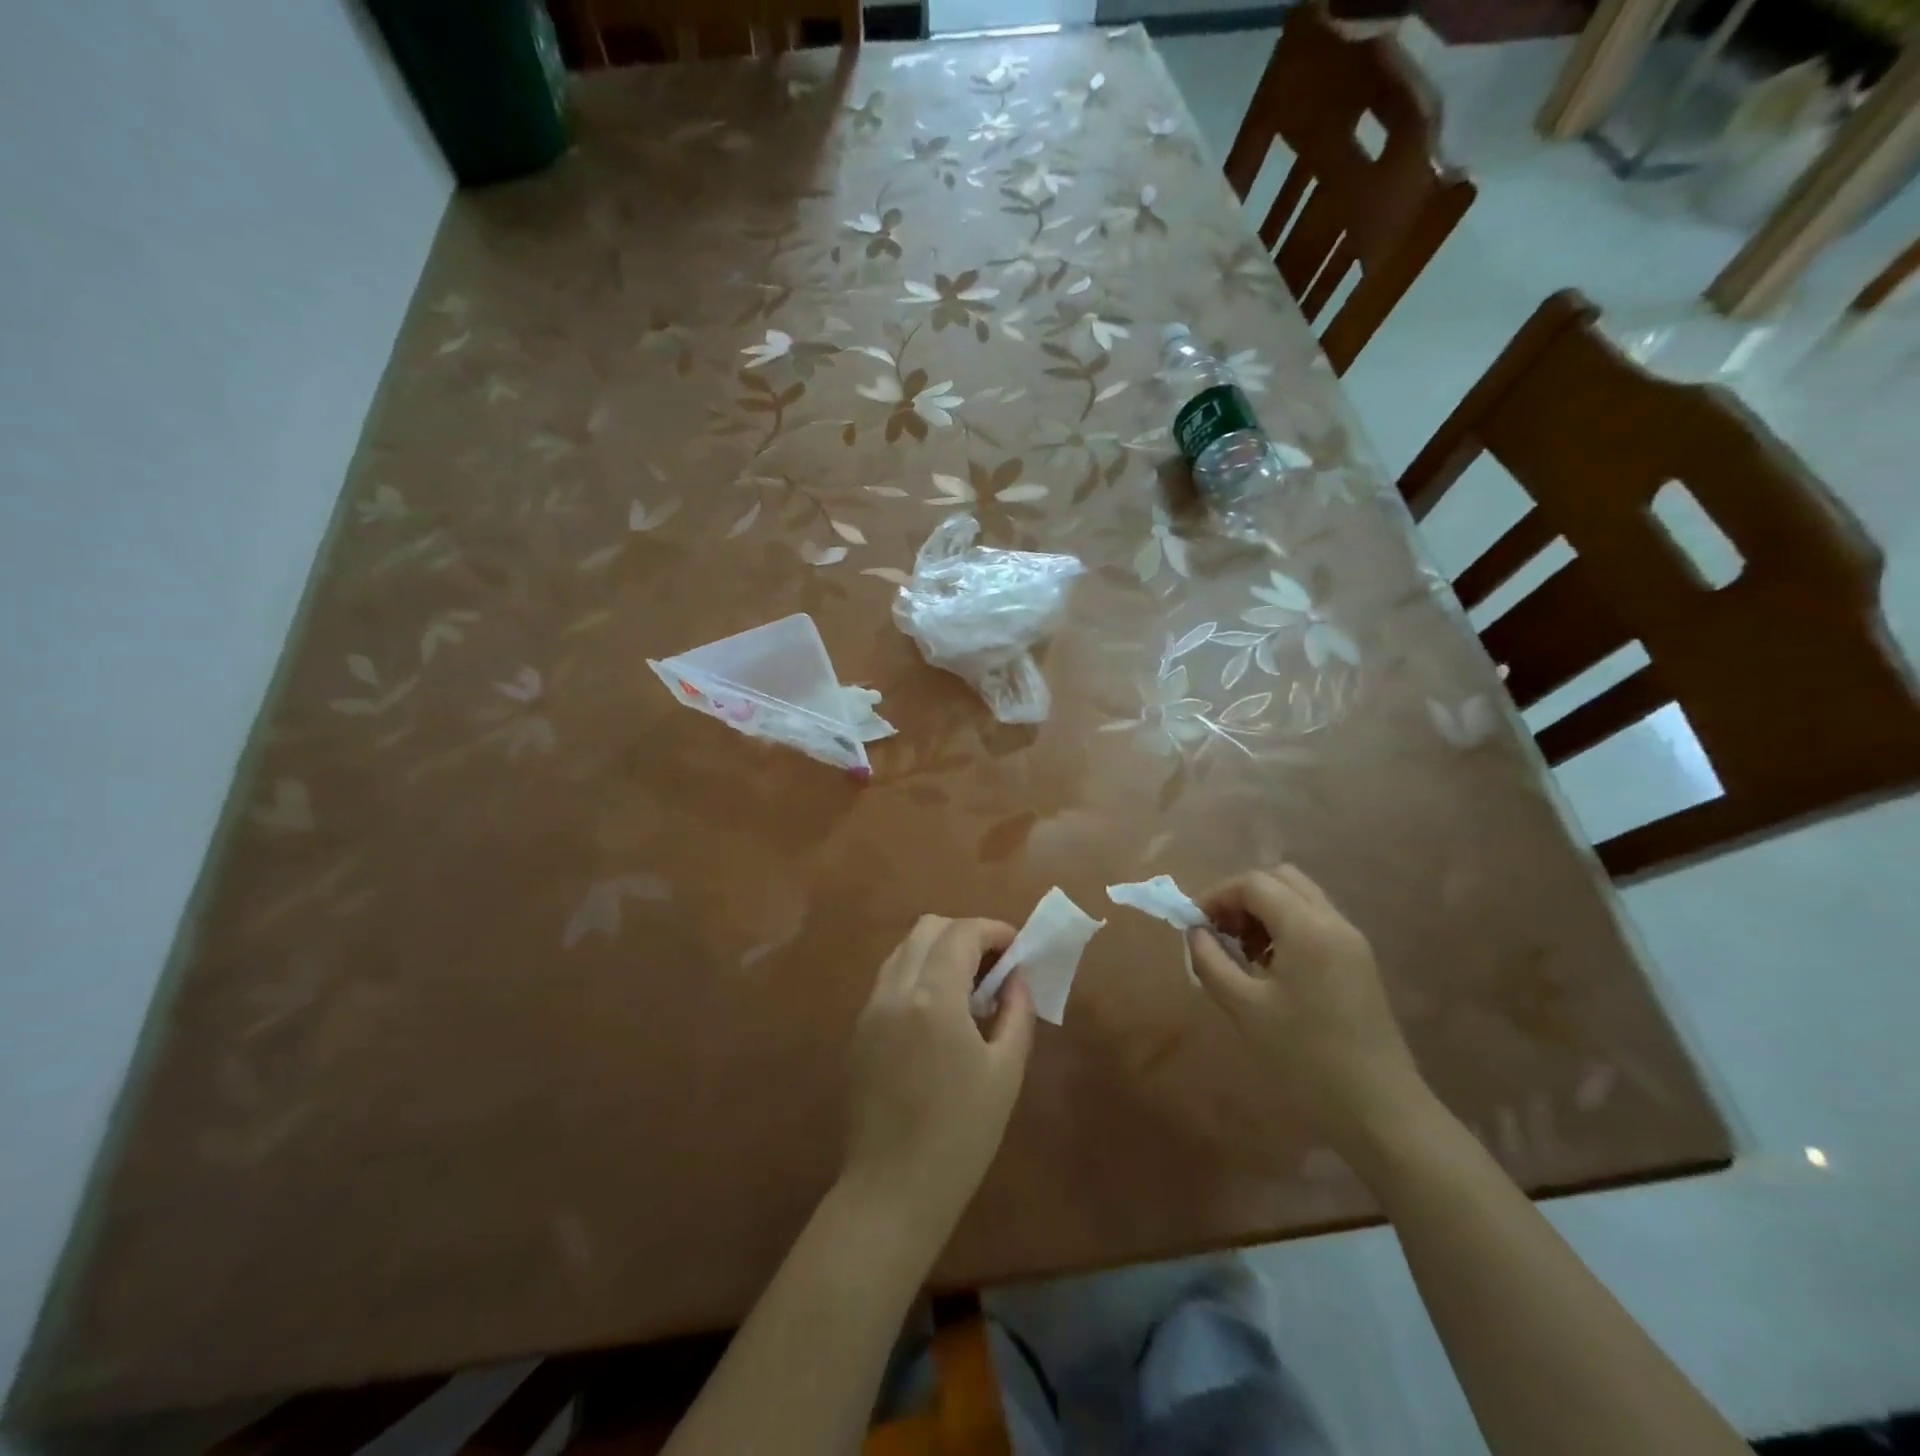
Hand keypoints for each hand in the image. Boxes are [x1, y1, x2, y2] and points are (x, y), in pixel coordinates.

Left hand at [842, 916, 1034, 1246]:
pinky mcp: (858, 1030)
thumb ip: (1016, 1011)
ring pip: (904, 950)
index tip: (1018, 948)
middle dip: (965, 934)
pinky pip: (889, 979)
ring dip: (938, 951)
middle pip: (927, 928)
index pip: (962, 933)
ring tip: (967, 988)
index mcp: (933, 997)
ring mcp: (870, 1008)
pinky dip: (917, 974)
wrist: (892, 1190)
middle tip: (994, 966)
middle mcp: (894, 990)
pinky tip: (938, 1013)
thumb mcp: (1006, 1072)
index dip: (995, 931)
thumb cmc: (961, 1135)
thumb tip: (1016, 977)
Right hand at [1188, 866, 1429, 1158]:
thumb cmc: (1305, 1056)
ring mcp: (1352, 941)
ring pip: (1300, 898)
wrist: (1379, 1108)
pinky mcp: (1359, 961)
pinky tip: (1271, 968)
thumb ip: (1211, 961)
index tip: (1194, 923)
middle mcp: (1333, 922)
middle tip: (1220, 931)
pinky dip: (1286, 927)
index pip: (1254, 884)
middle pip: (1281, 879)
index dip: (1217, 895)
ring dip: (1265, 910)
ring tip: (1242, 952)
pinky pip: (1316, 921)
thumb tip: (1195, 932)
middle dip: (1243, 896)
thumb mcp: (1244, 1008)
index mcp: (1307, 928)